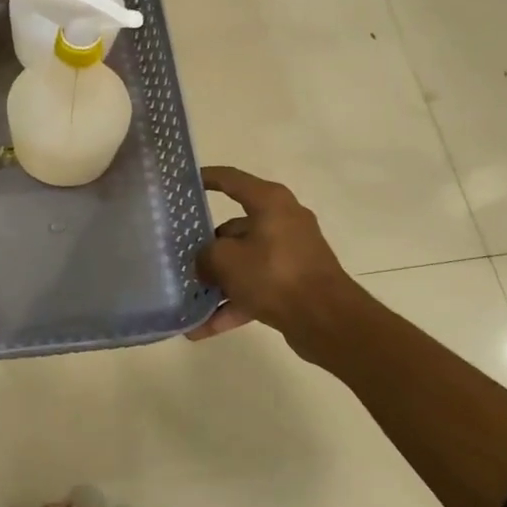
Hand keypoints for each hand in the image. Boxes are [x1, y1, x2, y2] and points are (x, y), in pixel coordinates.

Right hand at [189, 166, 371, 355]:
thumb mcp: (225, 260)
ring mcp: (291, 254)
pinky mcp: (294, 283)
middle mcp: (283, 221)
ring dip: (217, 281)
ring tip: (187, 297)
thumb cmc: (274, 274)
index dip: (206, 178)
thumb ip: (205, 256)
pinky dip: (233, 305)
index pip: (231, 179)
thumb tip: (204, 263)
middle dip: (206, 246)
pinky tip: (202, 328)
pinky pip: (256, 288)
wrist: (327, 321)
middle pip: (234, 228)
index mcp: (269, 202)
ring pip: (244, 262)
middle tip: (179, 255)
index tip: (183, 183)